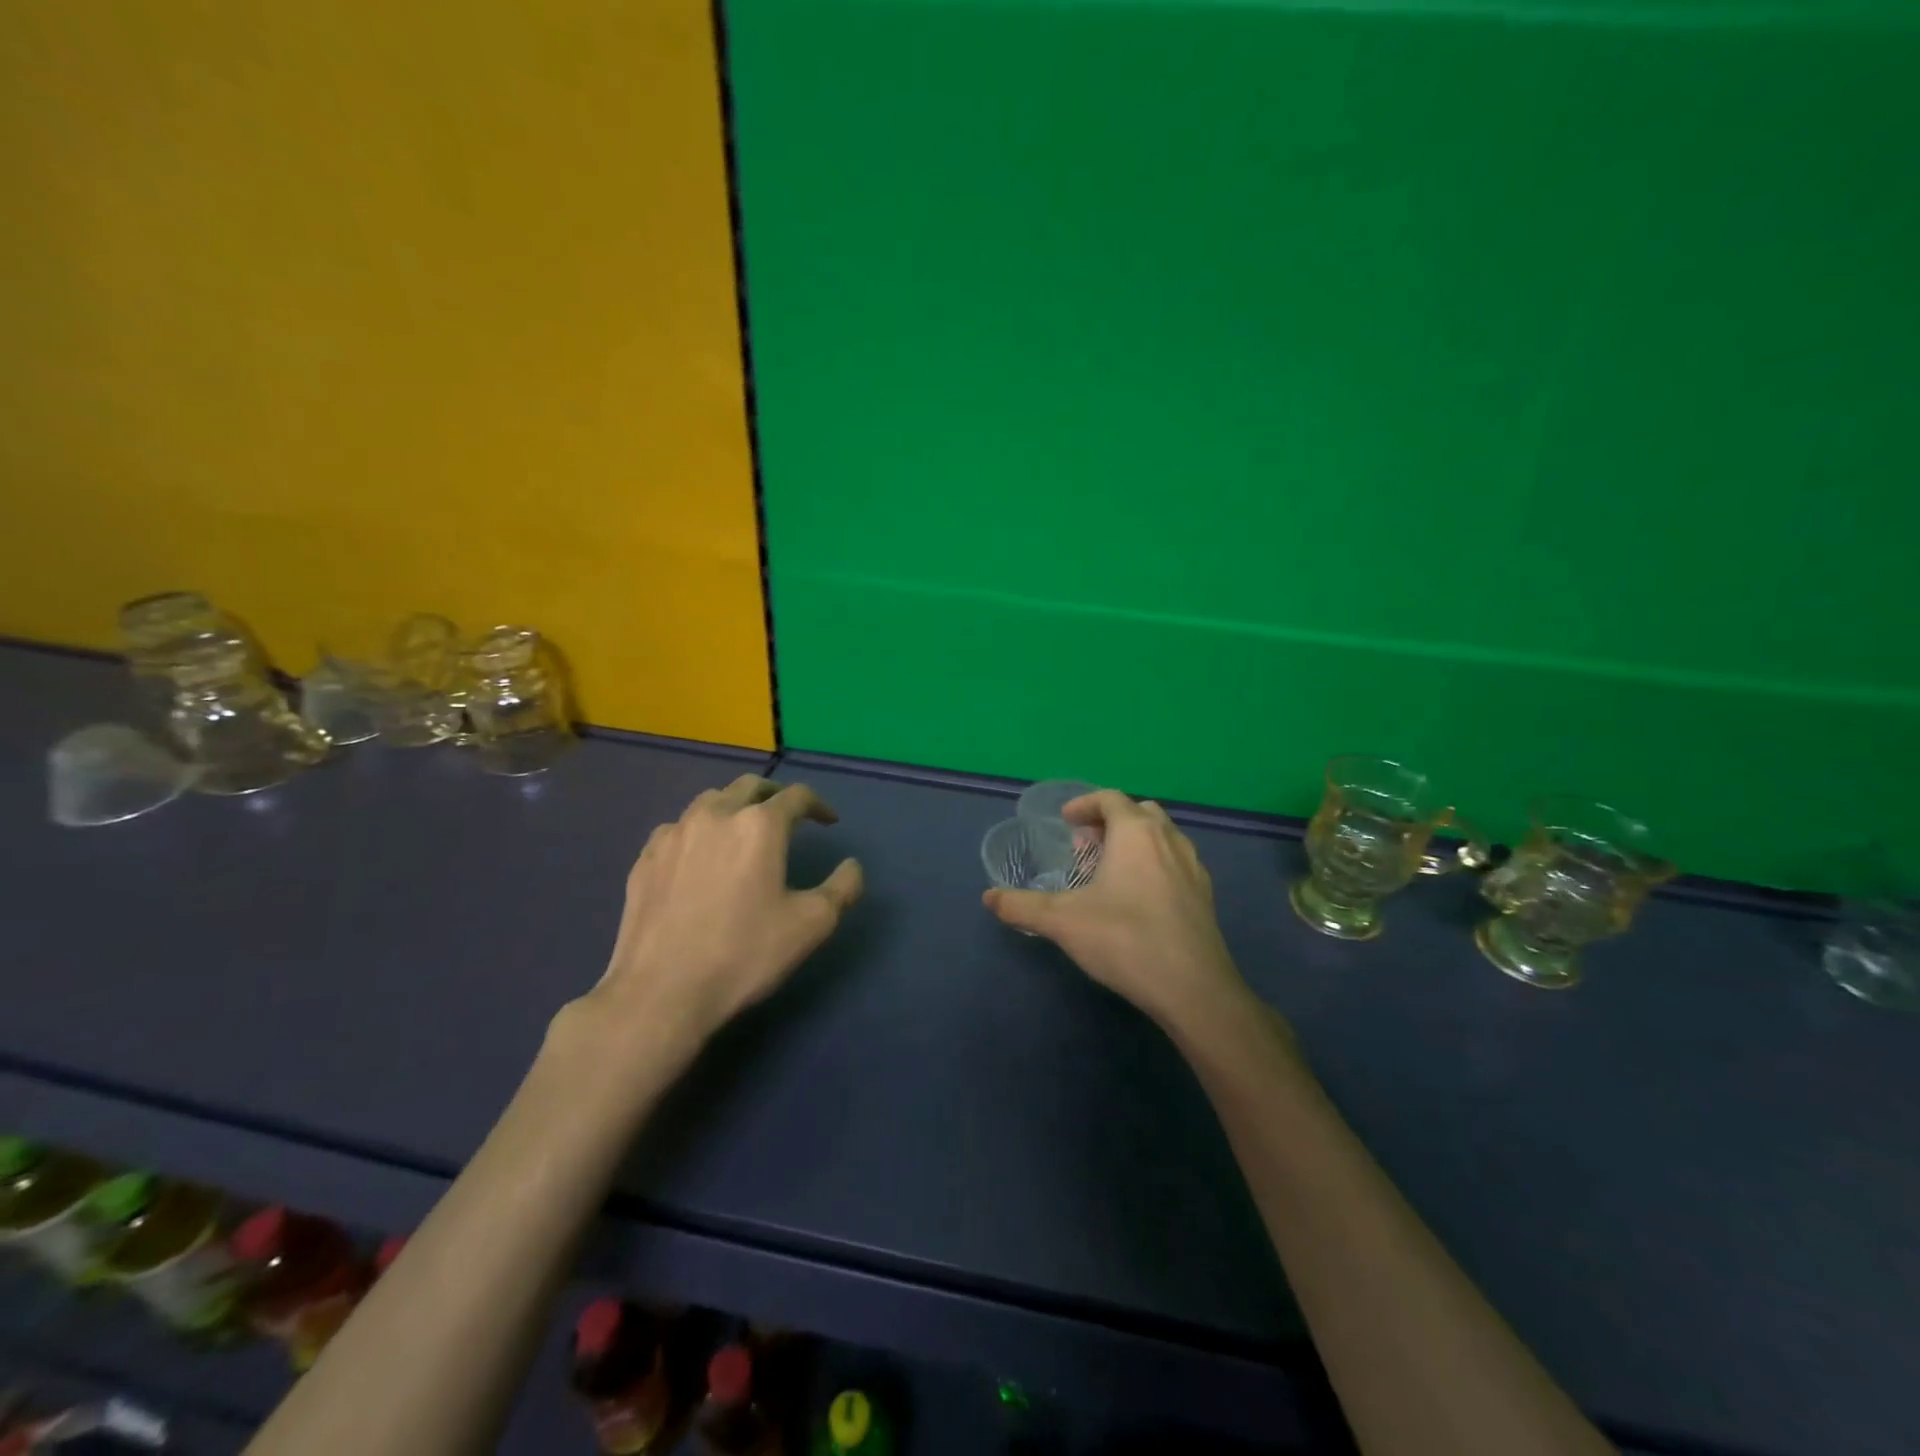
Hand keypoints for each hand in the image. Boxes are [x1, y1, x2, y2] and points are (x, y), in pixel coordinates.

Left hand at [573, 775, 862, 1047]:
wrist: (661, 993)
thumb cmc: (744, 954)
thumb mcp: (812, 925)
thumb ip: (843, 888)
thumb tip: (852, 866)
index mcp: (759, 826)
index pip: (796, 796)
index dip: (818, 805)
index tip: (829, 822)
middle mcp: (716, 816)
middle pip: (750, 786)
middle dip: (775, 795)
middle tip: (789, 815)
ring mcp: (674, 834)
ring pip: (710, 800)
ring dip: (735, 806)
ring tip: (743, 830)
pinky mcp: (645, 858)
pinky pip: (677, 829)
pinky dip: (698, 831)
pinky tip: (700, 856)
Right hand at [983, 791, 1249, 1029]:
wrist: (1193, 989)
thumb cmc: (1125, 940)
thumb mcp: (1063, 922)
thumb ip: (1023, 906)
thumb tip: (989, 897)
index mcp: (1136, 833)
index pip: (1110, 799)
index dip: (1084, 804)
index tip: (1066, 820)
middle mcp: (1169, 840)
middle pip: (1140, 812)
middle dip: (1111, 820)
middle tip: (1086, 844)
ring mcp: (1193, 867)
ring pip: (1163, 836)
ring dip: (1135, 841)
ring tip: (1110, 870)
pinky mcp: (1206, 896)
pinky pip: (1176, 863)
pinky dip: (1155, 865)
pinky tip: (1139, 899)